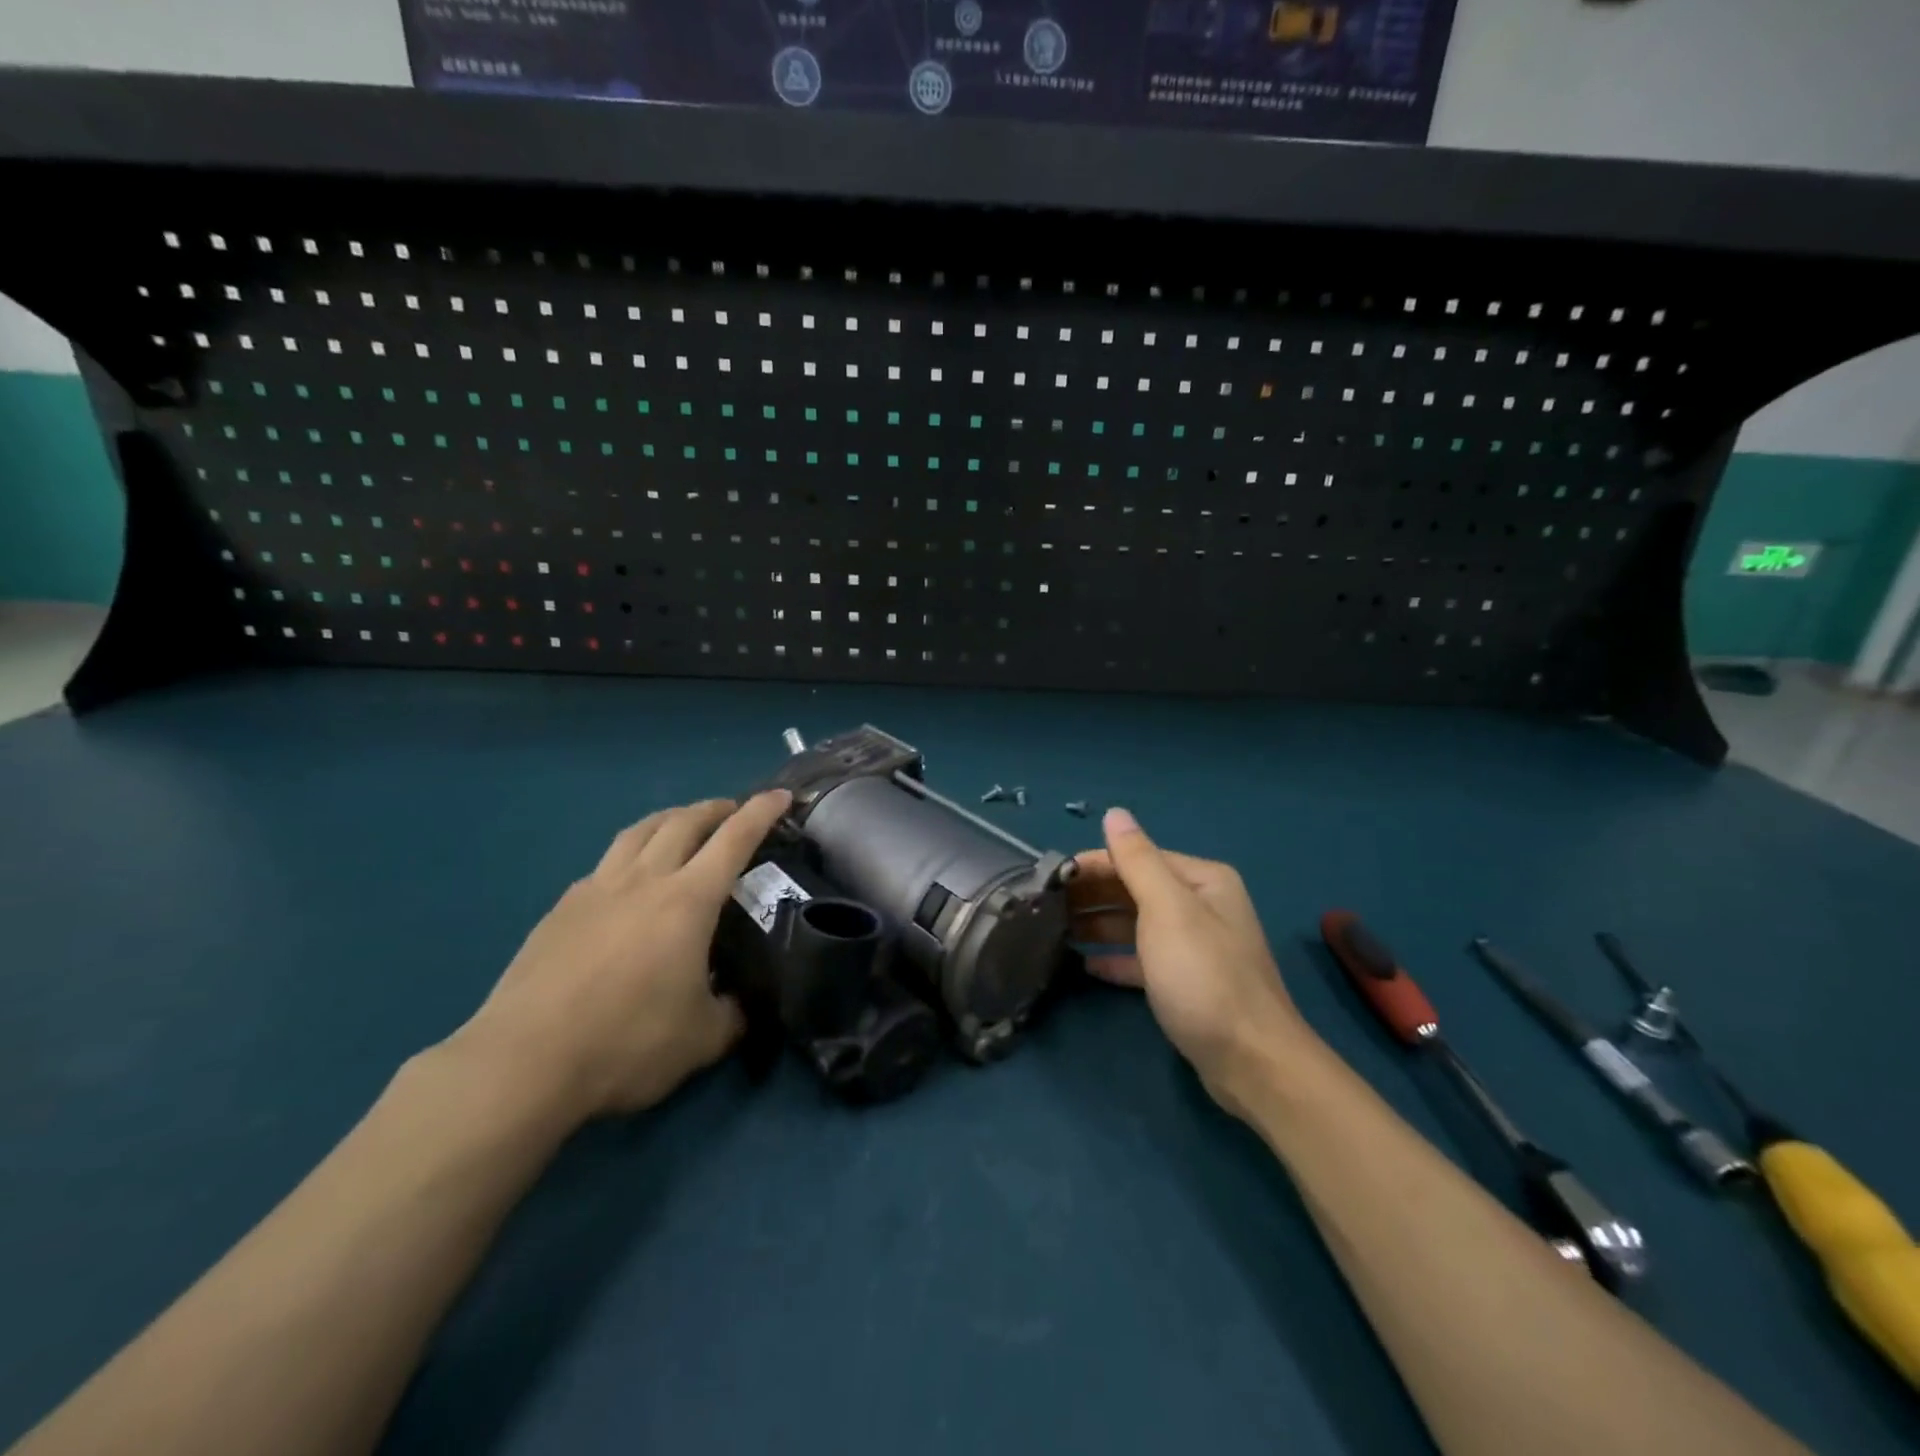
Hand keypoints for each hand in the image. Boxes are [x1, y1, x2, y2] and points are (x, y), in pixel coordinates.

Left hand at [452, 790, 792, 1122]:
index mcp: (688, 901)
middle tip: (732, 810)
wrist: (524, 1062)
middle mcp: (644, 880)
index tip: (780, 796)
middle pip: (683, 822)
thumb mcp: (702, 1040)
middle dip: (715, 808)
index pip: (734, 839)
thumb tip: (742, 1008)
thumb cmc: (627, 1043)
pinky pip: (605, 864)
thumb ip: (732, 1016)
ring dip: (670, 819)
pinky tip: (628, 879)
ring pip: (639, 832)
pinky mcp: (561, 909)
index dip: (761, 813)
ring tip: (682, 824)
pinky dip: (630, 854)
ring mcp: (597, 889)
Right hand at [1071, 807, 1310, 1108]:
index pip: (1135, 858)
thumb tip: (1115, 812)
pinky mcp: (1186, 983)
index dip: (1092, 865)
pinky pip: (1142, 959)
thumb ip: (1137, 860)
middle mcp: (1200, 905)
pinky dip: (1115, 957)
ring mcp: (1194, 946)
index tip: (1048, 879)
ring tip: (1054, 932)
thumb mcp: (1167, 910)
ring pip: (1136, 924)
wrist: (1252, 1062)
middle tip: (1044, 908)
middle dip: (1092, 895)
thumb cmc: (1204, 976)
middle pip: (1134, 889)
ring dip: (1098, 925)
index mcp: (1200, 880)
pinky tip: (1085, 964)